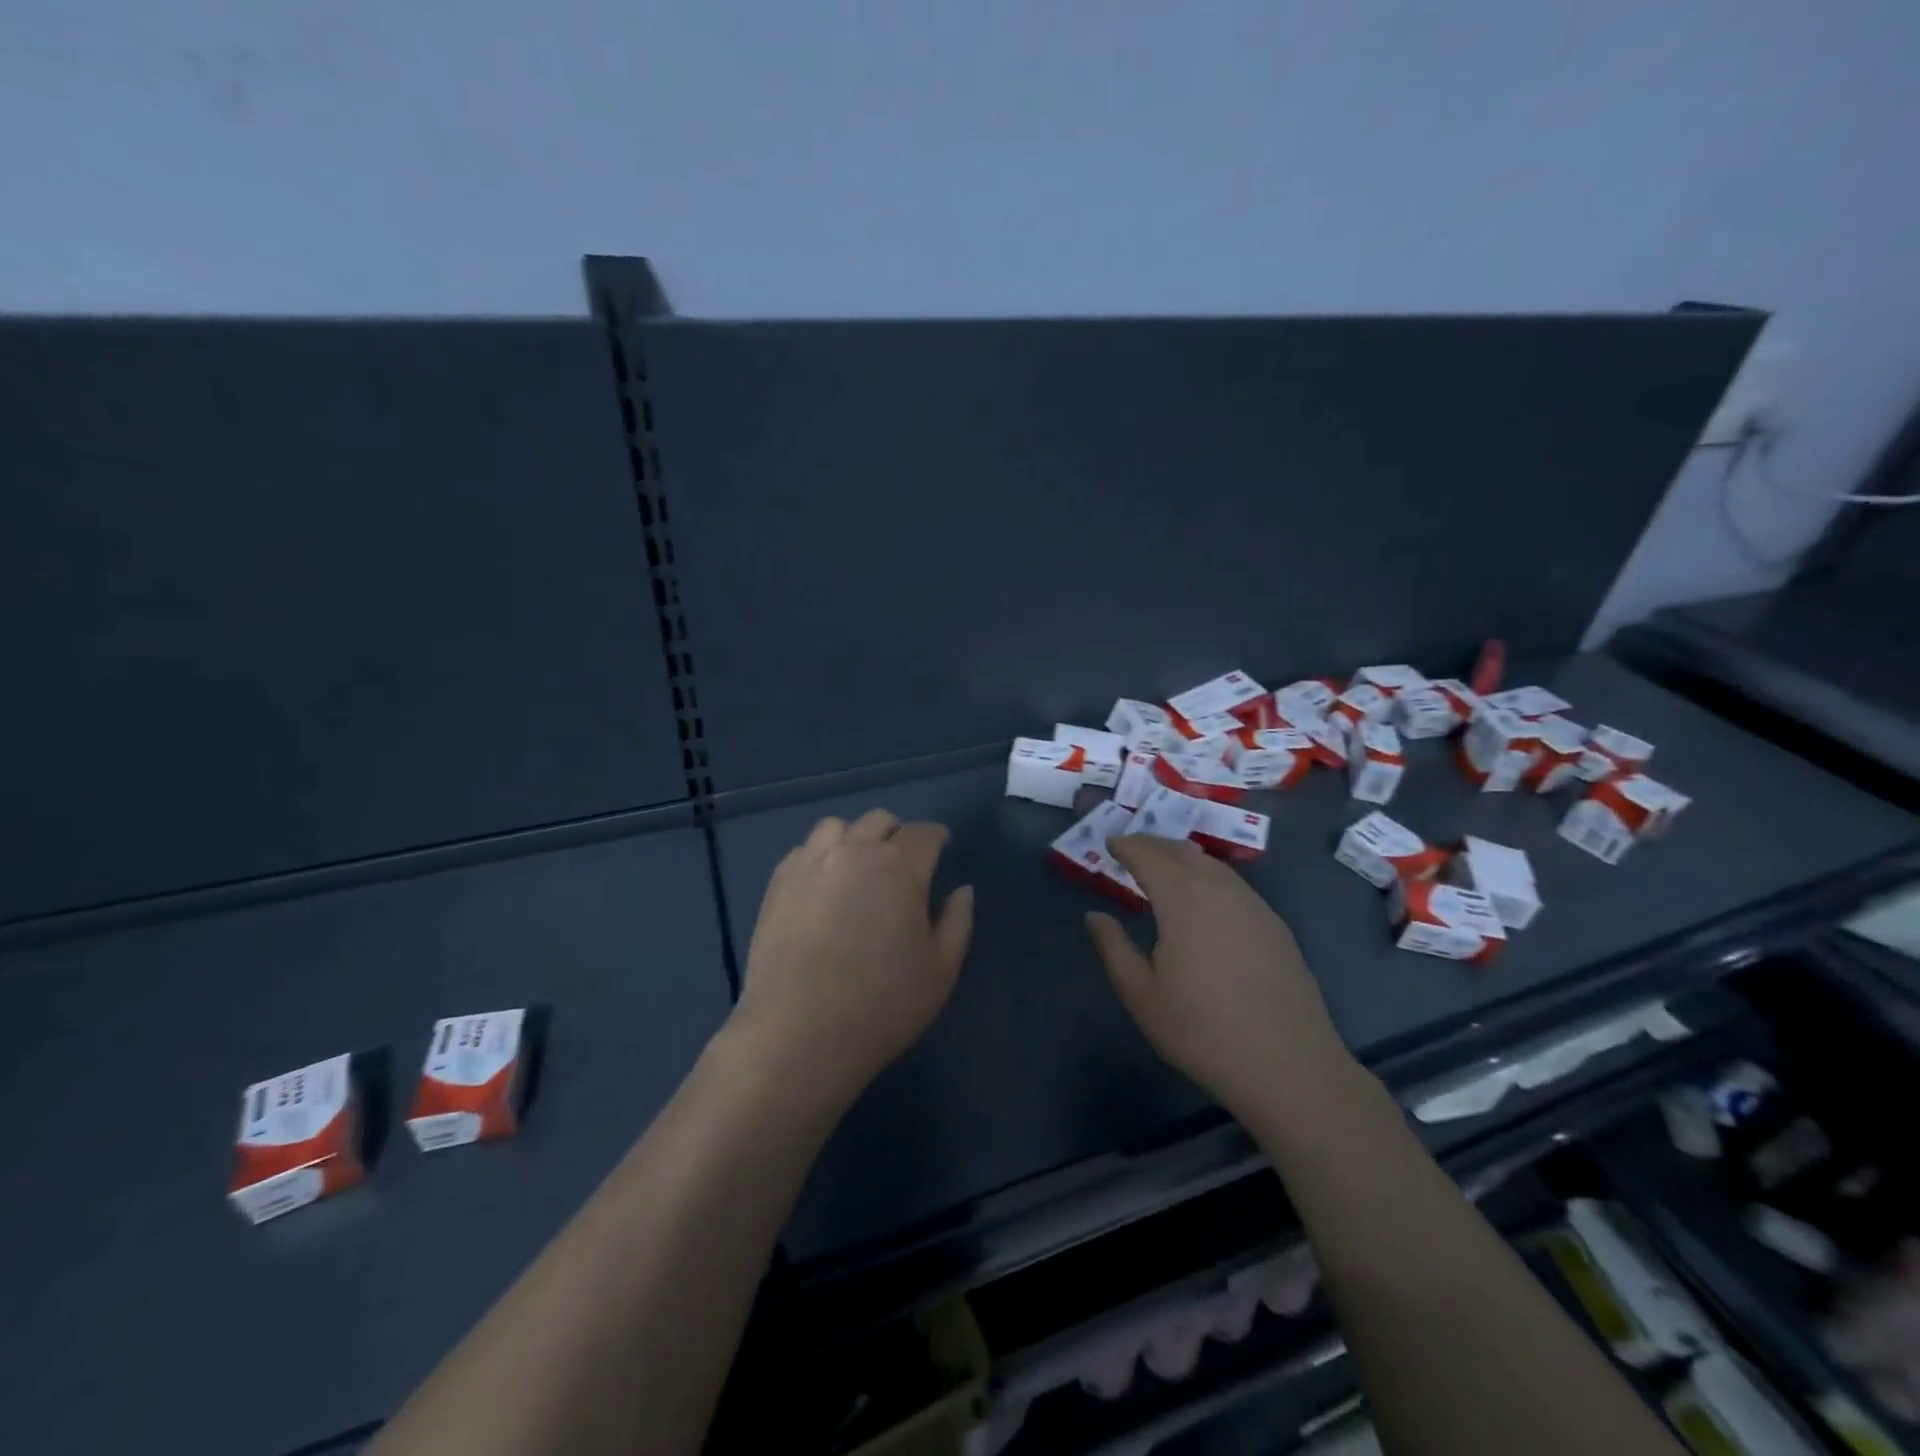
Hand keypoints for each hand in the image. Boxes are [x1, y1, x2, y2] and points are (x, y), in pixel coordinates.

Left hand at [731, 809, 973, 1109]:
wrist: (799, 1034)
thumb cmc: (882, 1005)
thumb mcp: (940, 970)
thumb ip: (958, 922)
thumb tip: (963, 890)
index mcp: (899, 867)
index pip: (924, 833)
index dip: (936, 838)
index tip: (941, 849)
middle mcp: (854, 852)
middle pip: (880, 821)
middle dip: (897, 835)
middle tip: (902, 865)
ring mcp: (810, 864)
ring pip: (837, 827)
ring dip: (855, 839)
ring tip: (858, 869)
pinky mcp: (778, 883)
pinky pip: (804, 850)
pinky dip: (821, 857)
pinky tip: (823, 886)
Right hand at [1085, 835, 1351, 1124]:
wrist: (1289, 1067)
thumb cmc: (1203, 1031)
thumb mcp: (1142, 996)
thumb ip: (1114, 948)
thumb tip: (1094, 916)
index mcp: (1183, 900)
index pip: (1149, 855)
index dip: (1127, 846)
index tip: (1109, 844)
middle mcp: (1220, 890)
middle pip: (1182, 851)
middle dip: (1153, 845)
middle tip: (1131, 851)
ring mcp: (1254, 906)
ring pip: (1212, 865)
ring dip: (1183, 858)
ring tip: (1164, 869)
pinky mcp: (1275, 926)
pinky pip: (1234, 884)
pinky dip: (1208, 876)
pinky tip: (1204, 900)